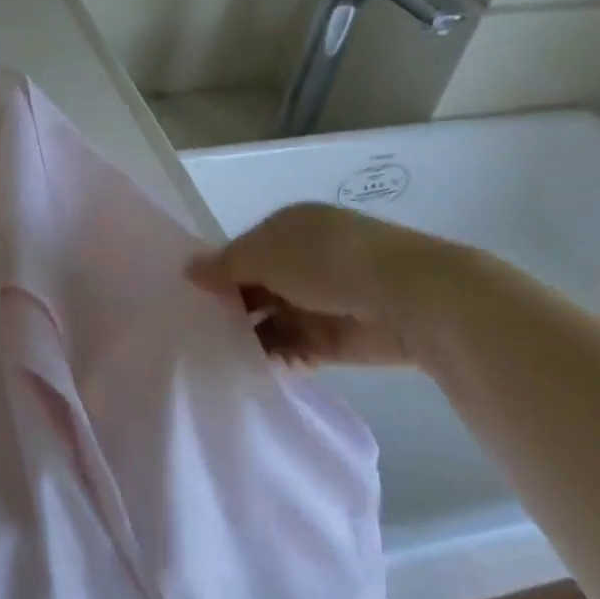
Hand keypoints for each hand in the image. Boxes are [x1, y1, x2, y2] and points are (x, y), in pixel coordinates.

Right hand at [189, 204, 455, 366]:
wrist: (411, 299)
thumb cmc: (328, 262)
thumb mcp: (266, 255)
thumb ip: (224, 266)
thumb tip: (188, 269)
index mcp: (289, 228)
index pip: (243, 250)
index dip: (218, 273)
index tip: (190, 299)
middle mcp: (304, 261)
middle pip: (256, 287)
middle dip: (231, 307)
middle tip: (196, 332)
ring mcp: (321, 300)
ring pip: (273, 320)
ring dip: (251, 336)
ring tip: (216, 355)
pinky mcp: (336, 339)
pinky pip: (295, 349)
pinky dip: (276, 358)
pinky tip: (252, 370)